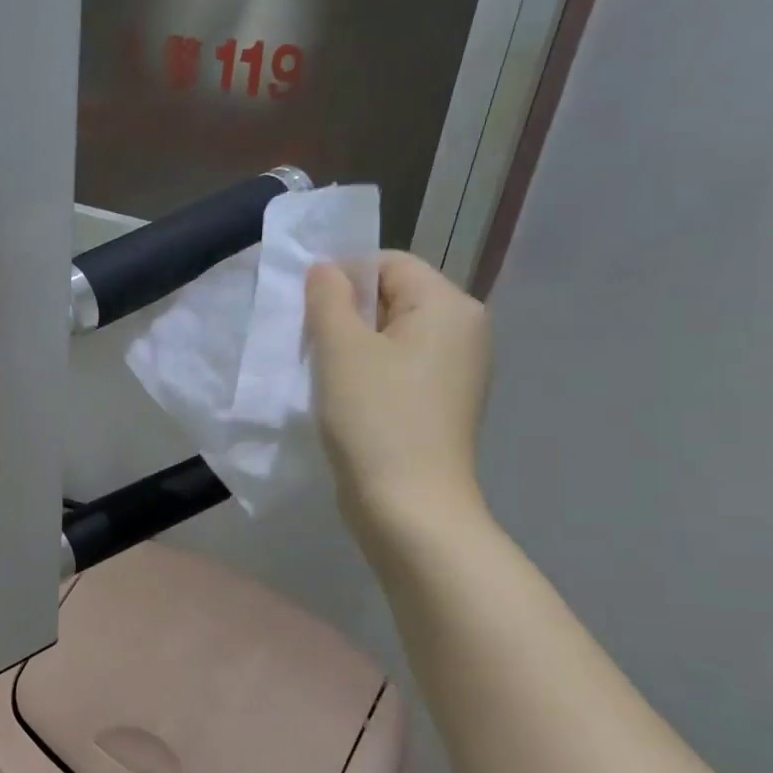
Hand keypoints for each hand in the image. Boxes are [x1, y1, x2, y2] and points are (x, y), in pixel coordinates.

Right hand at [305, 250, 492, 544]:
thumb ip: (328, 298)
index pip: (388, 264)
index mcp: (449, 306)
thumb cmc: (375, 420)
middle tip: (313, 348)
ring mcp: (457, 371)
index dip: (342, 279)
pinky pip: (400, 368)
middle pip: (393, 298)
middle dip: (347, 316)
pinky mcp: (441, 403)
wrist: (409, 508)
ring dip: (353, 348)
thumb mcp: (341, 350)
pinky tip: (346, 400)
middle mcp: (464, 330)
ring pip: (392, 336)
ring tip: (326, 377)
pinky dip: (369, 374)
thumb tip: (326, 269)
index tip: (308, 316)